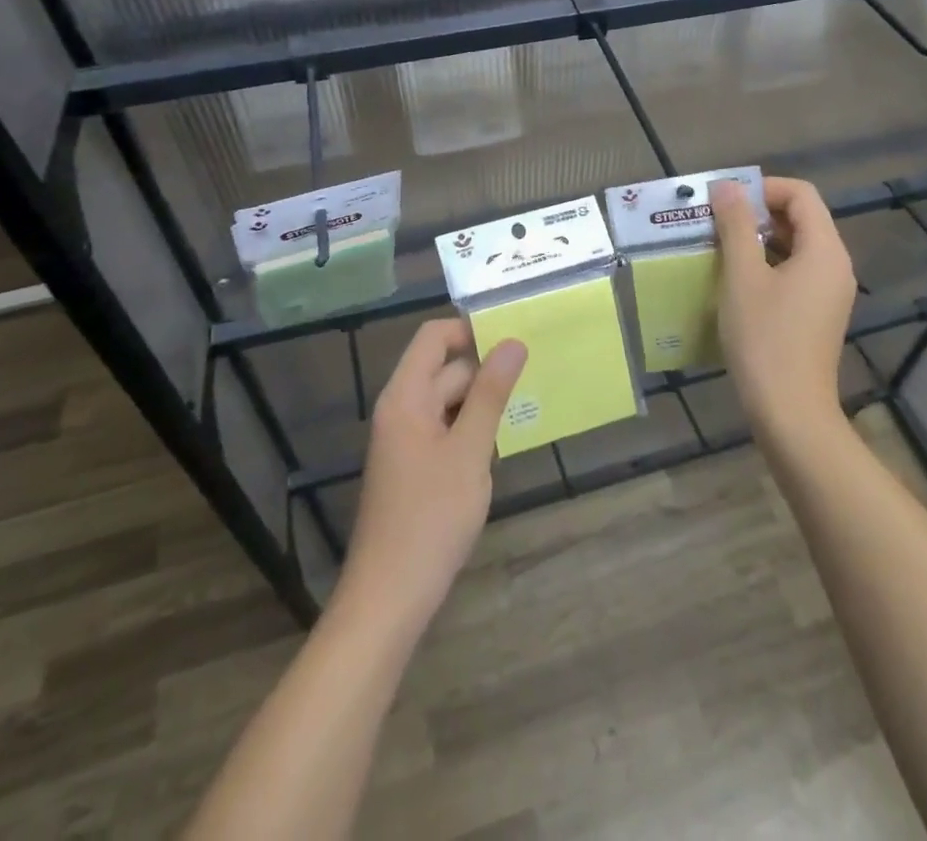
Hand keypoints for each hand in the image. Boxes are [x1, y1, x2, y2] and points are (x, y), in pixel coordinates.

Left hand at [340, 319, 526, 631]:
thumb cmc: (430, 518)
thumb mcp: (469, 450)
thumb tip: (512, 342)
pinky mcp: (414, 466)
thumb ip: (491, 393)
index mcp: (405, 396)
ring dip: (482, 401)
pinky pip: (446, 428)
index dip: (470, 329)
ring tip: (528, 401)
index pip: (434, 337)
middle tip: (536, 369)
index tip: (513, 334)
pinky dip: (472, 428)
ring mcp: (406, 439)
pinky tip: (502, 442)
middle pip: (444, 368)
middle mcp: (401, 409)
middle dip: (486, 368)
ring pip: (449, 401)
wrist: (390, 596)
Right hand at [711, 176, 856, 442]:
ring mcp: (830, 292)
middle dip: (758, 212)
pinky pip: (796, 271)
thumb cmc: (764, 338)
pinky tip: (736, 280)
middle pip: (801, 217)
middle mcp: (835, 265)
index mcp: (825, 249)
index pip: (800, 194)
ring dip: (760, 239)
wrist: (790, 412)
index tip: (725, 201)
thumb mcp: (742, 276)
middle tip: (717, 221)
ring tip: (720, 247)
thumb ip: (736, 225)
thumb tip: (727, 186)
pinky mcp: (819, 313)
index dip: (763, 188)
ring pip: (797, 245)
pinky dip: (768, 263)